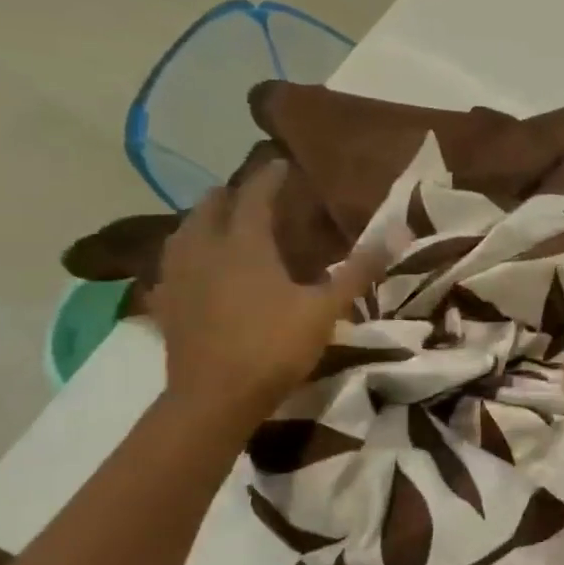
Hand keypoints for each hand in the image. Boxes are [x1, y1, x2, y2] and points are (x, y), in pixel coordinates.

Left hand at [152, 161, 383, 419]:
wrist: (214, 400)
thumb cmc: (274, 347)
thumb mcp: (326, 309)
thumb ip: (359, 270)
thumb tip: (397, 231)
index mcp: (244, 244)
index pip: (254, 195)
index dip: (269, 177)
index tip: (283, 164)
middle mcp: (204, 250)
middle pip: (210, 206)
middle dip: (232, 194)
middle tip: (255, 196)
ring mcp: (179, 277)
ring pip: (183, 232)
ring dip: (204, 221)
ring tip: (224, 225)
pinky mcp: (166, 305)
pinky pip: (171, 267)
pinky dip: (186, 258)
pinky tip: (195, 270)